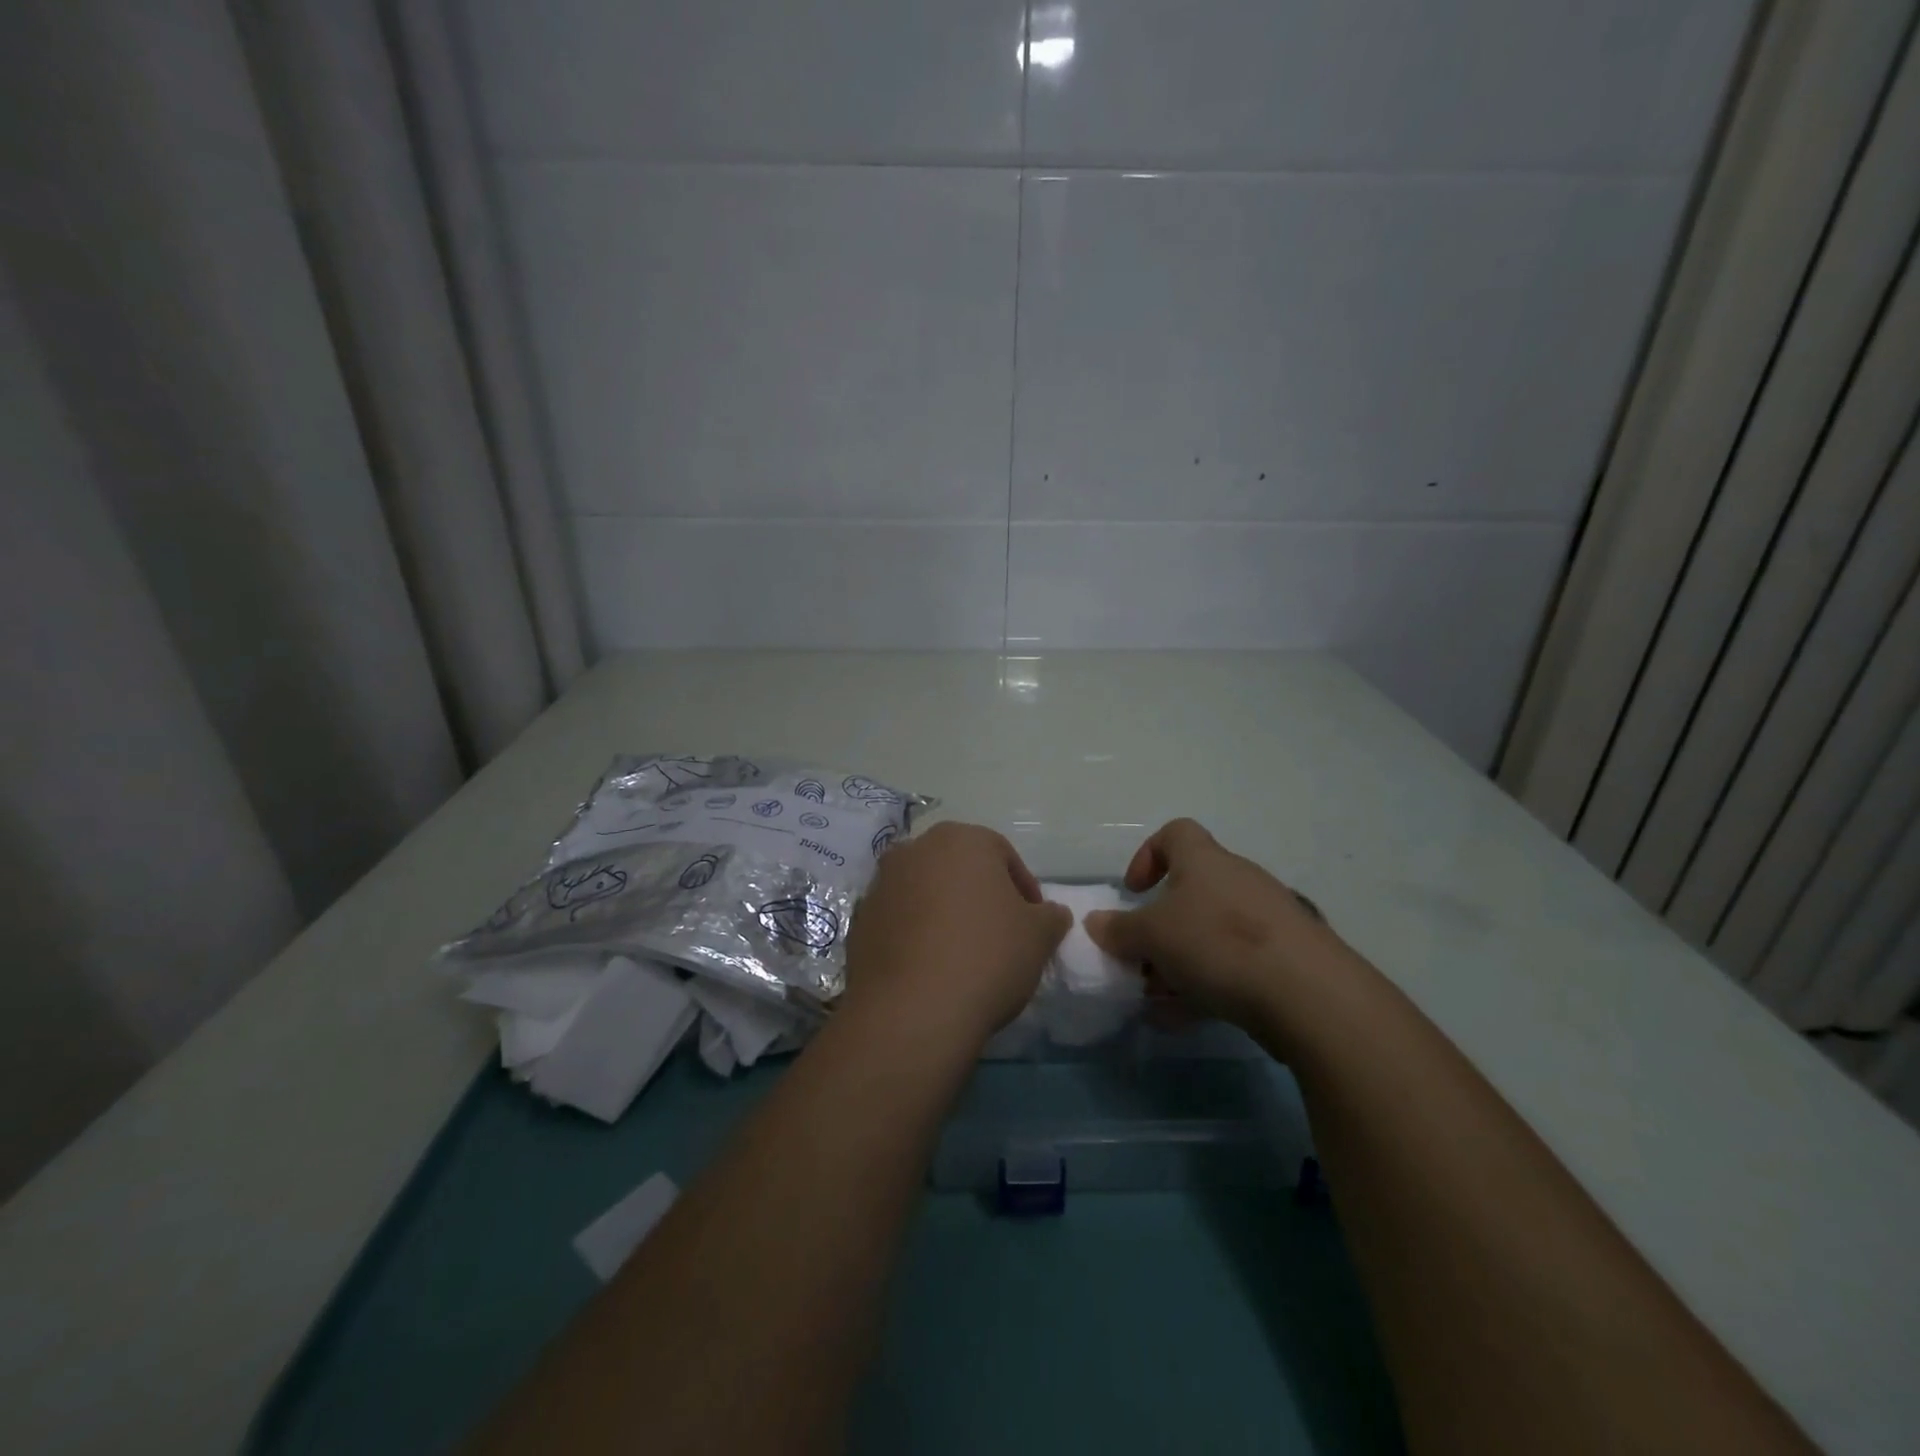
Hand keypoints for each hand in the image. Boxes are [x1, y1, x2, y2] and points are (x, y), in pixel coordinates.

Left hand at [844, 821, 1070, 1049]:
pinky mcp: (859, 921)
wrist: (912, 1011)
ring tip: (962, 955)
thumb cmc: (986, 957)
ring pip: (925, 892)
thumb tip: (1051, 913)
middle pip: (959, 868)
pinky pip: (899, 920)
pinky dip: (915, 935)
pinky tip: (930, 969)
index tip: (1033, 923)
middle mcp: (915, 849)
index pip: (1003, 854)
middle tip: (1000, 935)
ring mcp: (881, 884)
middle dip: (980, 895)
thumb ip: (1050, 916)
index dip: (1024, 889)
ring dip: (944, 913)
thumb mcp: (1039, 936)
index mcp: (961, 839)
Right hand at [1085, 818, 1347, 1033]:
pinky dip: (1208, 984)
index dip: (1148, 856)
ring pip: (1211, 933)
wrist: (1307, 992)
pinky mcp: (1286, 957)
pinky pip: (1235, 963)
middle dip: (1161, 927)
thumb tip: (1095, 922)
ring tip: (1158, 998)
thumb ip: (1119, 930)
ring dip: (1180, 961)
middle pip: (1191, 892)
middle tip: (1142, 959)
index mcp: (1204, 861)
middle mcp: (1237, 880)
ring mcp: (1266, 919)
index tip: (1133, 892)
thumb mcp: (1151, 936)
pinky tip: (1187, 1018)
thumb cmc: (1217, 943)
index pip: (1175, 833)